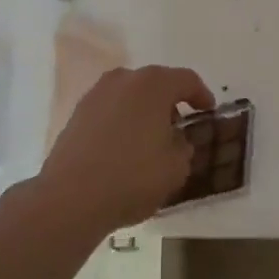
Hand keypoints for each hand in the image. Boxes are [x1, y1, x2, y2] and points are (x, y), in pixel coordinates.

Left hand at [35, 64, 215, 234]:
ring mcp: (95, 95)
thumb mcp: (176, 167)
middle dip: (169, 101)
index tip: (207, 111)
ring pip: (129, 95)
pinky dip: (121, 121)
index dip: (201, 94)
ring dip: (143, 110)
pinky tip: (124, 147)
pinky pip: (109, 110)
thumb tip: (175, 140)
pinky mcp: (76, 114)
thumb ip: (183, 147)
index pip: (186, 80)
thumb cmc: (132, 177)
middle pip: (155, 83)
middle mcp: (123, 80)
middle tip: (179, 125)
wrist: (70, 198)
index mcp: (153, 85)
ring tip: (150, 138)